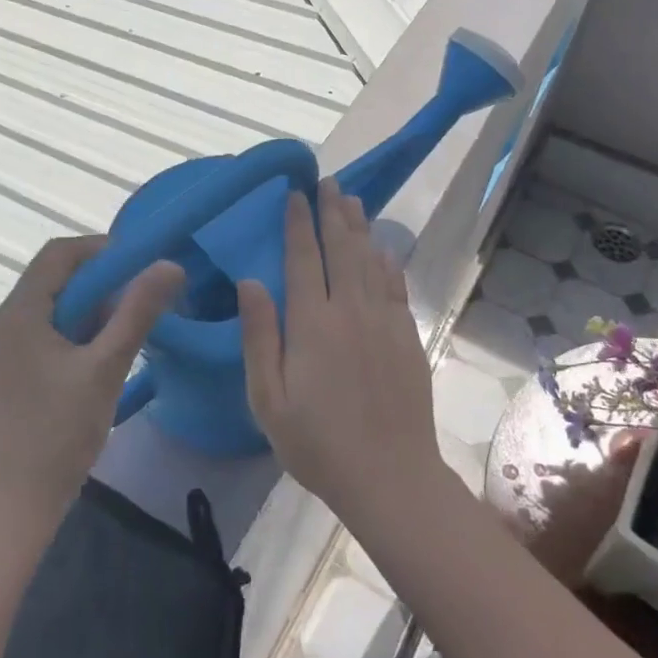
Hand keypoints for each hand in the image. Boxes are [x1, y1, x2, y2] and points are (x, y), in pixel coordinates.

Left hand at [0, 236, 182, 525]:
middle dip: (99, 283)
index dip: (101, 249)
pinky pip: (40, 327)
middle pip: (53, 278)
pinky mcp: (0, 366)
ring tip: (123, 331)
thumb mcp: (107, 367)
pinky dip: (71, 329)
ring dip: (88, 308)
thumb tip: (169, 265)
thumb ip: (138, 311)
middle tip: (139, 301)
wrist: (20, 500)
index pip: (58, 254)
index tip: (140, 263)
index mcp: (14, 314)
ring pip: (49, 304)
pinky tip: (96, 353)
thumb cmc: (62, 432)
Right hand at [237, 178, 446, 524]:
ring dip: (359, 227)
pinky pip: (396, 286)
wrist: (390, 477)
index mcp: (312, 323)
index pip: (303, 258)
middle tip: (328, 181)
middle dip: (332, 211)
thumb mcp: (268, 399)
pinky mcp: (407, 337)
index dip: (297, 223)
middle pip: (341, 248)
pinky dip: (388, 262)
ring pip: (370, 260)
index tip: (294, 194)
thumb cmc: (318, 444)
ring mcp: (384, 321)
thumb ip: (259, 336)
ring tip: (352, 199)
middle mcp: (350, 310)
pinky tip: (383, 249)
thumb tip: (250, 281)